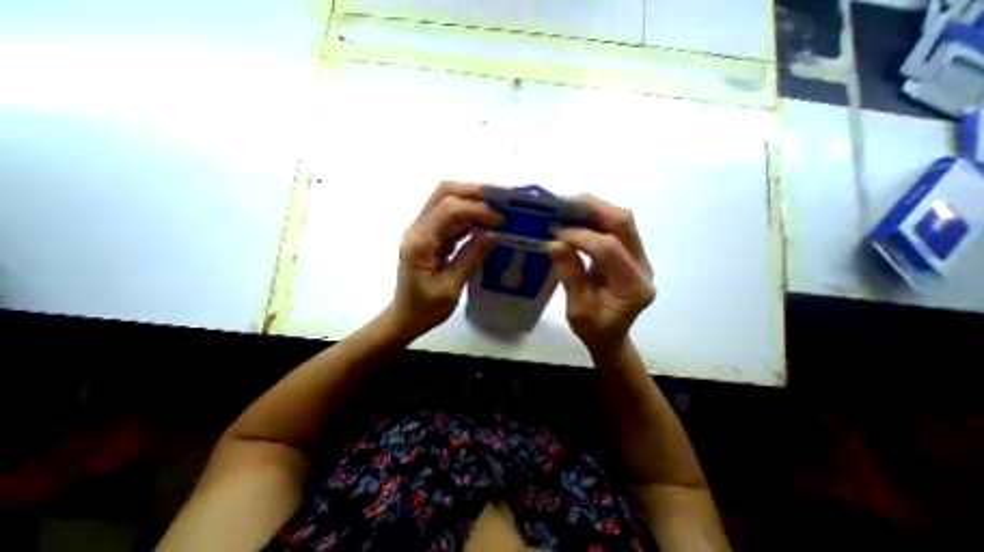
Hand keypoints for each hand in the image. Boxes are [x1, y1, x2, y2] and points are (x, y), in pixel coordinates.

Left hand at [388, 181, 503, 336]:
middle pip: (445, 193)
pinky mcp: (431, 237)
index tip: (501, 221)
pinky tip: (486, 225)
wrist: (405, 317)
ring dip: (473, 202)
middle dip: (474, 193)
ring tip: (497, 210)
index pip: (449, 209)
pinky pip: (451, 218)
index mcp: (420, 241)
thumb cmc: (425, 308)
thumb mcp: (451, 286)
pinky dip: (470, 217)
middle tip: (500, 203)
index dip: (477, 210)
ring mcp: (423, 231)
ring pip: (448, 201)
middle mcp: (419, 228)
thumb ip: (472, 257)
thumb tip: (495, 234)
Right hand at [549, 199, 655, 350]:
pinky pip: (616, 226)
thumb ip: (570, 276)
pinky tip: (576, 216)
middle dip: (592, 209)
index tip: (554, 231)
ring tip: (567, 206)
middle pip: (624, 224)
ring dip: (594, 208)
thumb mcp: (577, 310)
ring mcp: (639, 257)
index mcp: (633, 288)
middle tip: (562, 205)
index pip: (609, 249)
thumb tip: (554, 243)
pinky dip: (595, 217)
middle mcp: (643, 266)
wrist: (611, 335)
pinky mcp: (631, 253)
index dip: (580, 236)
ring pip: (622, 220)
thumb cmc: (594, 329)